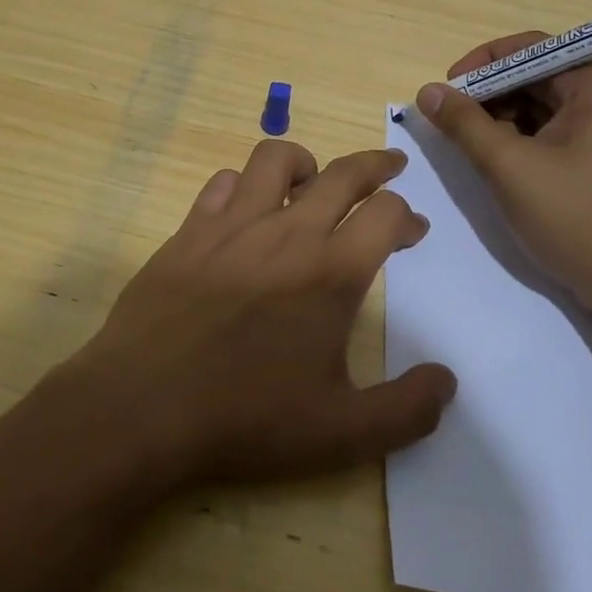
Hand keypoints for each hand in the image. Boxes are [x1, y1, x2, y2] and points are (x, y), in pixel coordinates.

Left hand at [59, 139, 456, 490]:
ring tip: (313, 182)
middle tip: (390, 166)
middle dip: (376, 164)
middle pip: (344, 173)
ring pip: (276, 158)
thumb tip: (447, 381)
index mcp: (332, 271)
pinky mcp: (191, 229)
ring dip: (305, 162)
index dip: (408, 216)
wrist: (144, 406)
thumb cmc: (247, 418)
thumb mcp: (342, 433)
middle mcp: (287, 232)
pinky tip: (244, 210)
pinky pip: (222, 182)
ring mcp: (233, 224)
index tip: (413, 229)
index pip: (386, 214)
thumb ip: (406, 409)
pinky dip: (243, 185)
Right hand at [415, 34, 591, 319]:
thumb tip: (428, 92)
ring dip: (503, 121)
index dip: (482, 64)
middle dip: (490, 96)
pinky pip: (556, 135)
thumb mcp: (509, 167)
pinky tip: (502, 167)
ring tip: (473, 149)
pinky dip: (524, 143)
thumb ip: (464, 124)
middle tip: (452, 122)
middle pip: (536, 78)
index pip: (530, 49)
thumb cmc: (576, 218)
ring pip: (543, 109)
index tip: (447, 90)